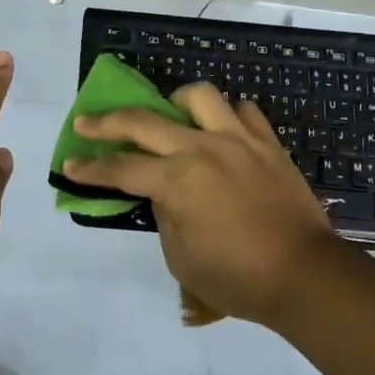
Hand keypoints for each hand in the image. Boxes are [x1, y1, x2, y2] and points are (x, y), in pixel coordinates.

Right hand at [63, 84, 342, 325]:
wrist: (304, 275)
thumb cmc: (237, 277)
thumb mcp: (181, 257)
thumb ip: (164, 215)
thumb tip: (163, 191)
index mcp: (177, 180)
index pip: (121, 169)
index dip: (90, 168)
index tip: (69, 165)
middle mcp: (202, 149)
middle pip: (144, 121)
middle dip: (106, 122)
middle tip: (86, 122)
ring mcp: (238, 140)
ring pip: (199, 97)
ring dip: (175, 102)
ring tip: (170, 114)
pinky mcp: (268, 143)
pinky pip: (244, 111)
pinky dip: (227, 116)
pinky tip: (222, 131)